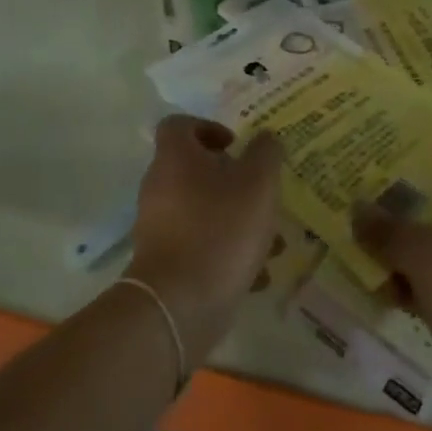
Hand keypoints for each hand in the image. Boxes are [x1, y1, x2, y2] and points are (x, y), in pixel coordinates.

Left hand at [125, 115, 282, 370]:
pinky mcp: (164, 263)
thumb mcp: (258, 184)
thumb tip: (265, 138)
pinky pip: (199, 246)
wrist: (179, 306)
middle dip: (235, 181)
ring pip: (203, 211)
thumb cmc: (220, 230)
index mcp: (175, 158)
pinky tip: (258, 274)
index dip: (208, 127)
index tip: (236, 146)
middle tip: (262, 194)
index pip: (179, 125)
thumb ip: (266, 154)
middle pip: (195, 170)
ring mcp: (158, 227)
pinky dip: (226, 253)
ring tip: (273, 243)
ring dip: (238, 220)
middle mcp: (160, 187)